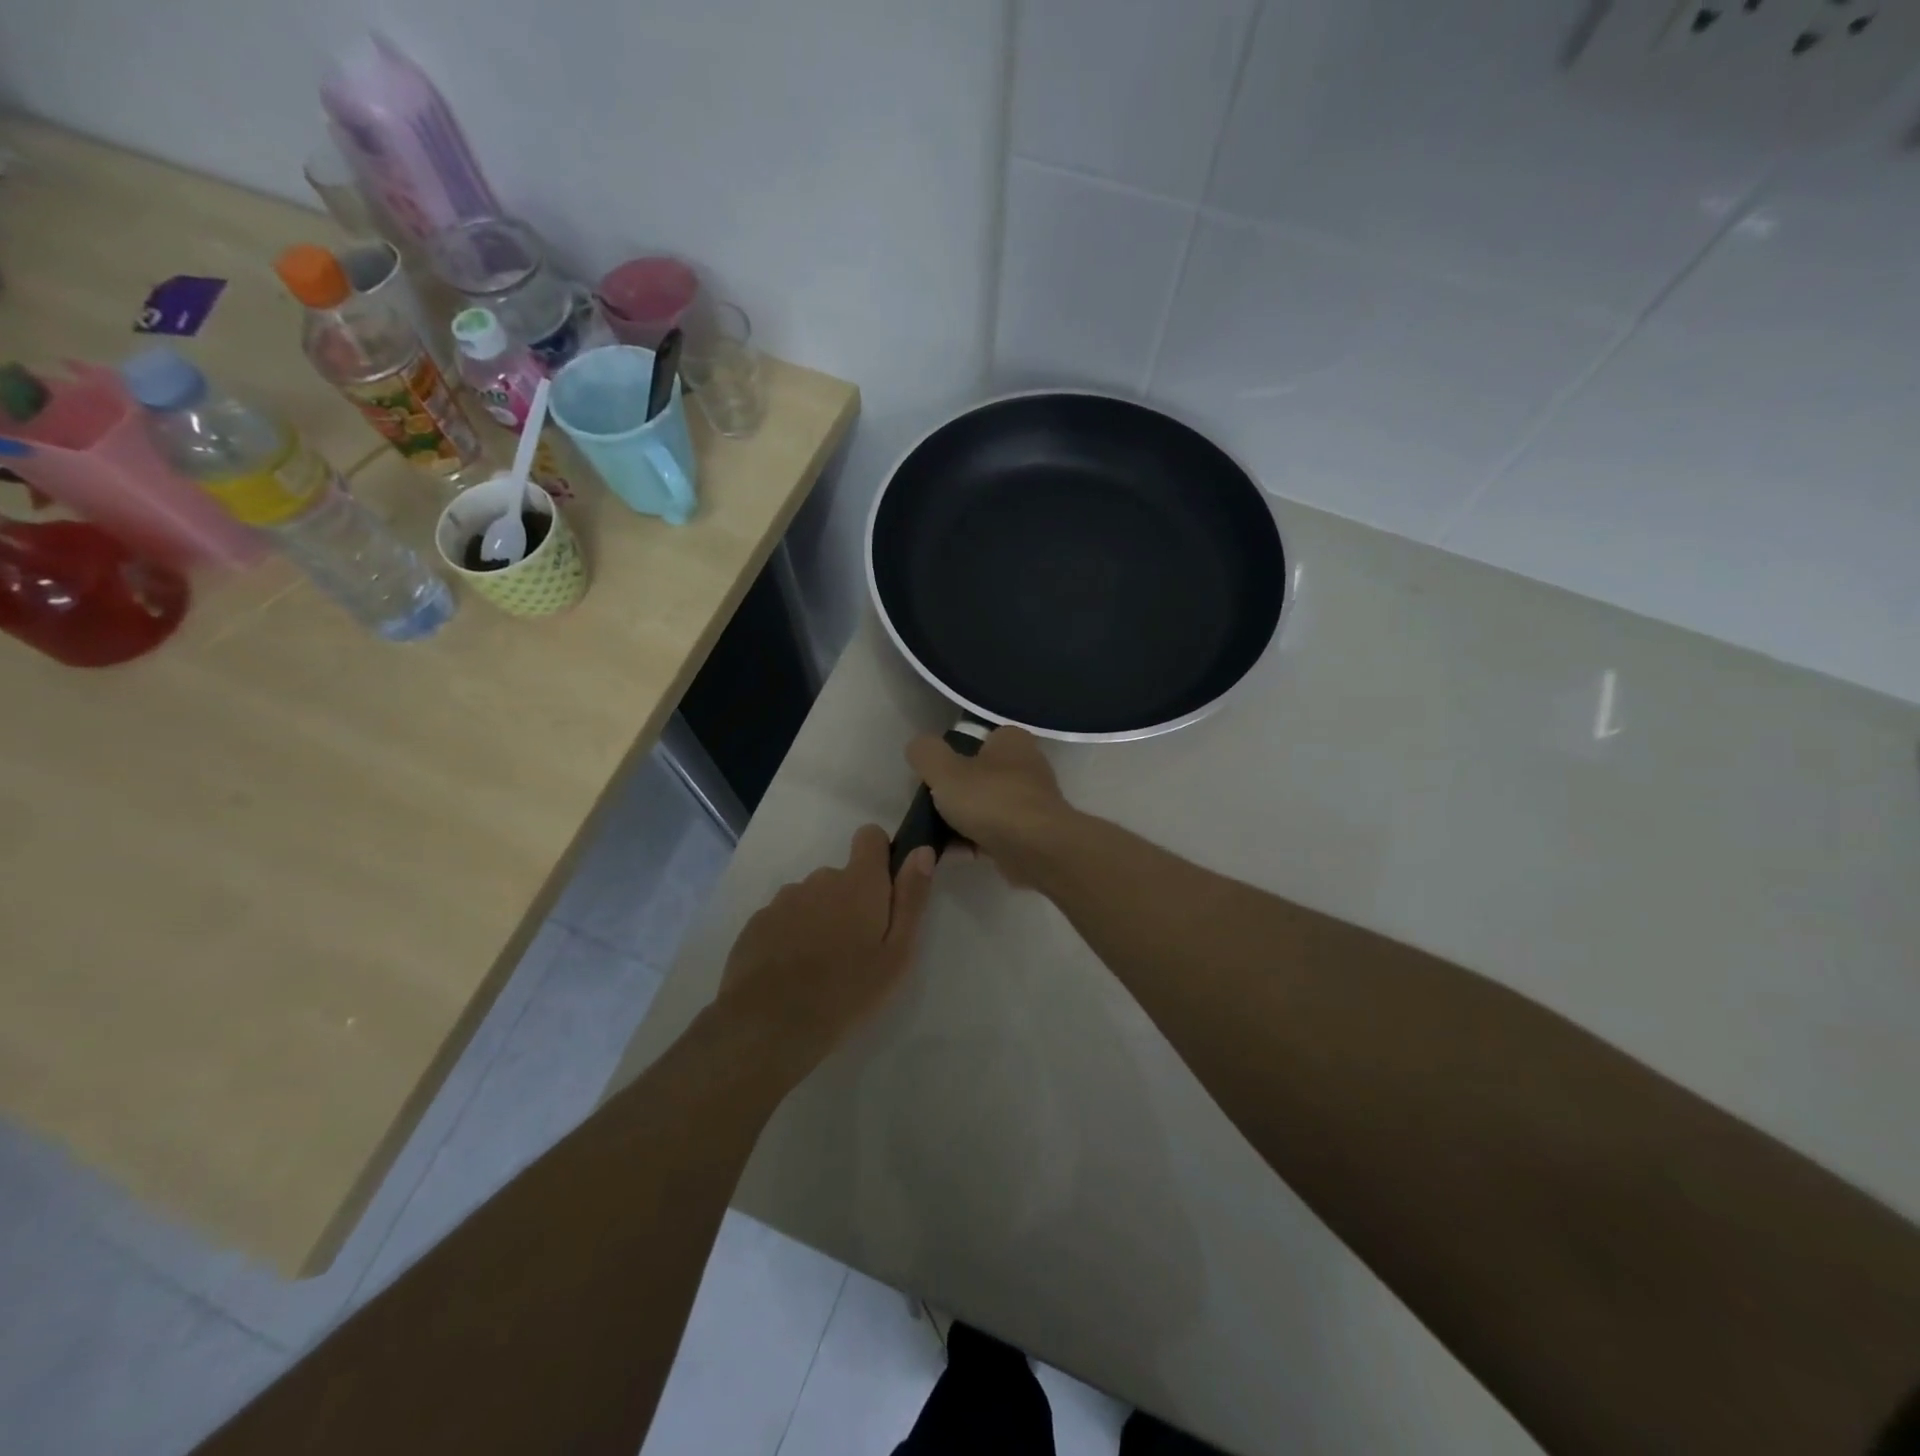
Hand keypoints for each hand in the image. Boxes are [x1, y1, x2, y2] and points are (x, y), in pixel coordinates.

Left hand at [713, 825, 934, 1083]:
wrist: (770, 1024)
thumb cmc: (847, 991)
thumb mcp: (897, 953)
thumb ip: (911, 898)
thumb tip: (922, 850)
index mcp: (859, 883)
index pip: (870, 836)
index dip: (879, 855)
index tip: (883, 889)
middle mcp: (820, 880)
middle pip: (840, 876)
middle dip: (850, 901)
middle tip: (855, 948)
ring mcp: (784, 900)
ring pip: (811, 899)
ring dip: (819, 919)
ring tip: (820, 966)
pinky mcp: (756, 923)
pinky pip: (783, 919)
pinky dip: (790, 936)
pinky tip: (791, 973)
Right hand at [906, 727, 1074, 886]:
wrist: (1037, 849)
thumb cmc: (991, 800)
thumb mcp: (944, 770)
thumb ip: (926, 753)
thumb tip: (918, 747)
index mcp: (1011, 741)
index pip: (976, 740)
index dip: (951, 756)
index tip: (933, 778)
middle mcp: (1026, 766)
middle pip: (978, 777)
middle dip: (954, 795)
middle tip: (930, 809)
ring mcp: (1031, 803)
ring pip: (985, 809)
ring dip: (960, 823)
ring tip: (934, 838)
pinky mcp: (1031, 835)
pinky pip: (994, 835)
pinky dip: (973, 843)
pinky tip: (952, 855)